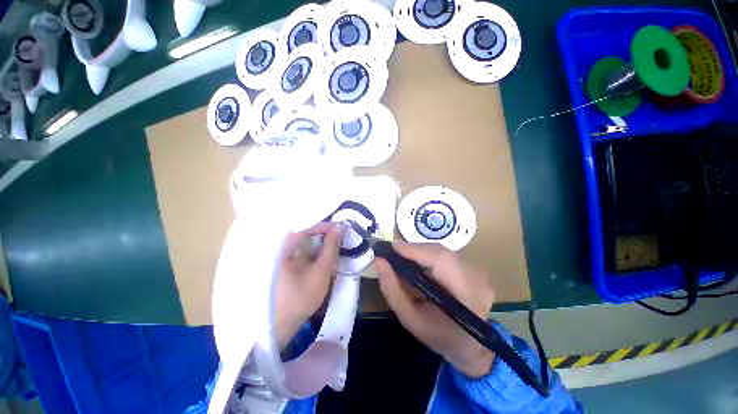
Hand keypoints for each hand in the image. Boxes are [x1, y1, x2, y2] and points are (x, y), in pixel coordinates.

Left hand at [275, 222, 344, 349]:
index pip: (307, 227)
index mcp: (285, 247)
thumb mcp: (321, 270)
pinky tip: (327, 255)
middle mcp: (282, 249)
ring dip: (322, 243)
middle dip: (325, 233)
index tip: (341, 229)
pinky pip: (304, 252)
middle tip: (342, 234)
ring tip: (338, 243)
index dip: (325, 226)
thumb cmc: (300, 297)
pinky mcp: (288, 266)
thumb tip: (340, 227)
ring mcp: (284, 258)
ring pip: (306, 243)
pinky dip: (317, 252)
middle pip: (306, 233)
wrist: (280, 327)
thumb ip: (331, 247)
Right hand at [374, 241, 495, 377]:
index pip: (440, 259)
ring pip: (443, 251)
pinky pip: (448, 255)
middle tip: (394, 253)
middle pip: (441, 252)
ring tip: (404, 257)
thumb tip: (379, 262)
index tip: (392, 247)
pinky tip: (419, 263)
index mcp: (465, 294)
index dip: (415, 250)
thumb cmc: (439, 336)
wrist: (470, 347)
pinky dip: (430, 256)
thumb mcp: (410, 318)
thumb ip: (392, 290)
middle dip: (415, 250)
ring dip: (422, 252)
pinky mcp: (475, 269)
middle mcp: (476, 277)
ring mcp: (479, 272)